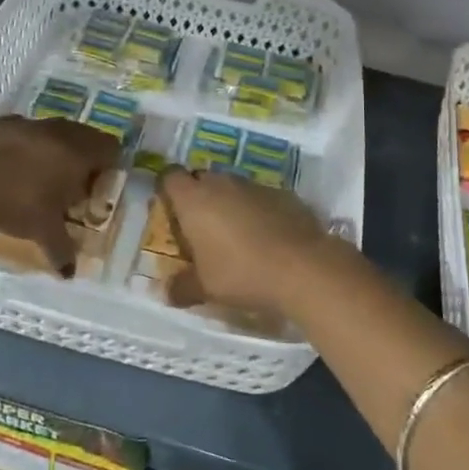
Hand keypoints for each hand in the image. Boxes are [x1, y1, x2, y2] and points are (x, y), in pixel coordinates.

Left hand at [0, 115, 119, 273]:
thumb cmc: (18, 203)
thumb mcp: (43, 231)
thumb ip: (61, 250)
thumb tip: (69, 273)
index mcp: (79, 153)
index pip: (111, 149)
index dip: (109, 167)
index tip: (97, 187)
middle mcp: (60, 132)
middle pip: (85, 136)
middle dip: (84, 158)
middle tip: (72, 185)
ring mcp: (29, 123)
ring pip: (54, 130)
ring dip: (55, 148)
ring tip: (41, 176)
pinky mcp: (2, 122)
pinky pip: (25, 131)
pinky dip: (25, 145)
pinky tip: (11, 166)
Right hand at [156, 168, 342, 316]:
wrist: (303, 267)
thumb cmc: (242, 273)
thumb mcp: (205, 288)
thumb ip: (181, 287)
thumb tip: (165, 292)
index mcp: (194, 199)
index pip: (170, 177)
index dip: (167, 189)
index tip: (170, 210)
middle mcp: (221, 183)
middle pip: (201, 179)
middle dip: (198, 198)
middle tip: (200, 229)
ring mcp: (254, 185)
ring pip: (231, 187)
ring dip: (228, 204)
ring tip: (234, 235)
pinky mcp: (282, 192)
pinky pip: (259, 197)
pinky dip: (256, 210)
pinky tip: (265, 236)